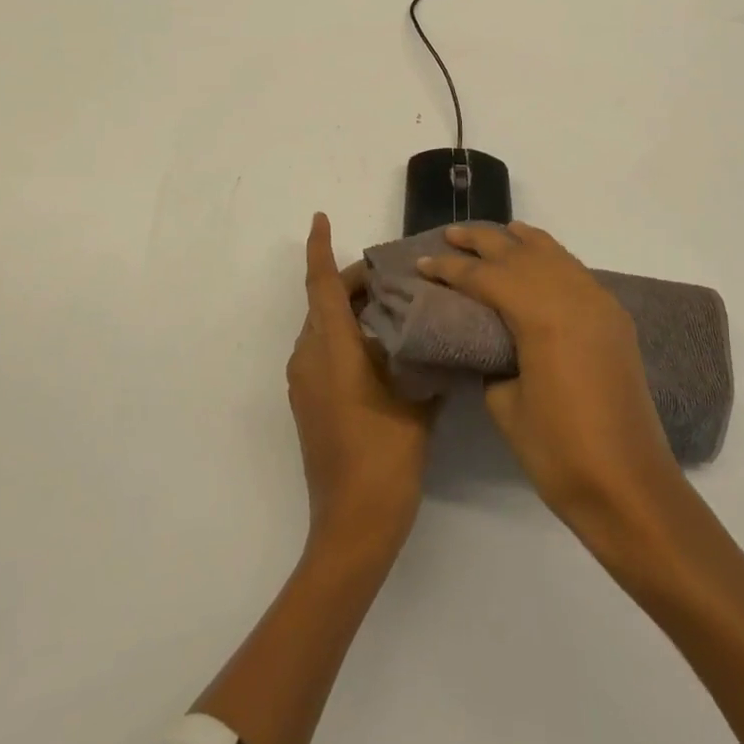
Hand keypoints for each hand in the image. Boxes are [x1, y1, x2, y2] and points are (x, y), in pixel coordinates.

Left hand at [288, 213, 438, 560]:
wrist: (353, 525)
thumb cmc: (386, 457)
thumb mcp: (416, 402)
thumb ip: (425, 361)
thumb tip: (440, 336)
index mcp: (332, 350)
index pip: (322, 285)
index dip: (320, 249)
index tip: (320, 218)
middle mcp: (309, 358)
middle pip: (323, 303)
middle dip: (352, 281)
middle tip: (394, 274)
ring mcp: (303, 383)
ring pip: (321, 327)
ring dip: (349, 309)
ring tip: (392, 305)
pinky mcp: (306, 404)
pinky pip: (321, 351)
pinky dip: (344, 335)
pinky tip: (380, 347)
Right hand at [416, 223, 685, 548]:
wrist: (629, 486)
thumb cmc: (558, 452)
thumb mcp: (505, 404)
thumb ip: (491, 358)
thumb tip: (486, 338)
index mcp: (543, 315)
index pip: (487, 277)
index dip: (451, 269)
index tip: (422, 263)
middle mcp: (574, 296)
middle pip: (520, 253)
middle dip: (482, 241)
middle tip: (449, 236)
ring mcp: (599, 304)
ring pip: (553, 254)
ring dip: (519, 242)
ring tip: (493, 234)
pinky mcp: (613, 319)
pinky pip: (575, 271)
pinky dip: (550, 257)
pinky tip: (537, 257)